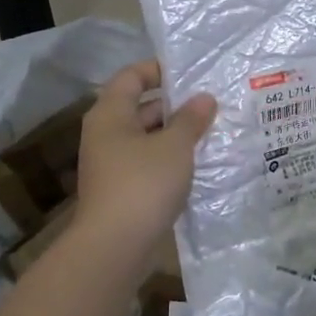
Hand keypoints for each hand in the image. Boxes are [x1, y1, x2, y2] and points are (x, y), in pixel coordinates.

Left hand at [74, 60, 215, 258]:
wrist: (115, 245)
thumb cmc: (143, 183)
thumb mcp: (175, 146)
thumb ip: (191, 119)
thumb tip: (204, 98)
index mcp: (110, 114)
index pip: (131, 77)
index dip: (158, 70)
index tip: (190, 73)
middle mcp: (105, 134)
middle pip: (139, 108)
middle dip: (173, 105)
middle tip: (209, 104)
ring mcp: (110, 164)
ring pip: (145, 138)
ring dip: (174, 134)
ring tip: (210, 132)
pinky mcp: (120, 190)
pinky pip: (147, 163)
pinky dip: (169, 159)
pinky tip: (195, 165)